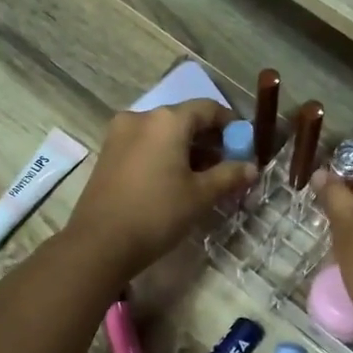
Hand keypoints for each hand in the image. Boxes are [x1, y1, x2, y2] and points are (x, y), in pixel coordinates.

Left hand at [65, 99, 255, 282]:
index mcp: (167, 120)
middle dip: (208, 140)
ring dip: (186, 149)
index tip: (244, 146)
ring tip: (202, 178)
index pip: (208, 109)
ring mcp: (120, 134)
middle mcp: (142, 118)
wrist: (100, 243)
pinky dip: (164, 155)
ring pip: (163, 133)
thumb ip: (229, 176)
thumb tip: (252, 167)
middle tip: (226, 166)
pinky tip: (173, 181)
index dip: (230, 125)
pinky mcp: (108, 153)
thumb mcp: (200, 196)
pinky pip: (145, 145)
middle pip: (184, 119)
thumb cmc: (157, 213)